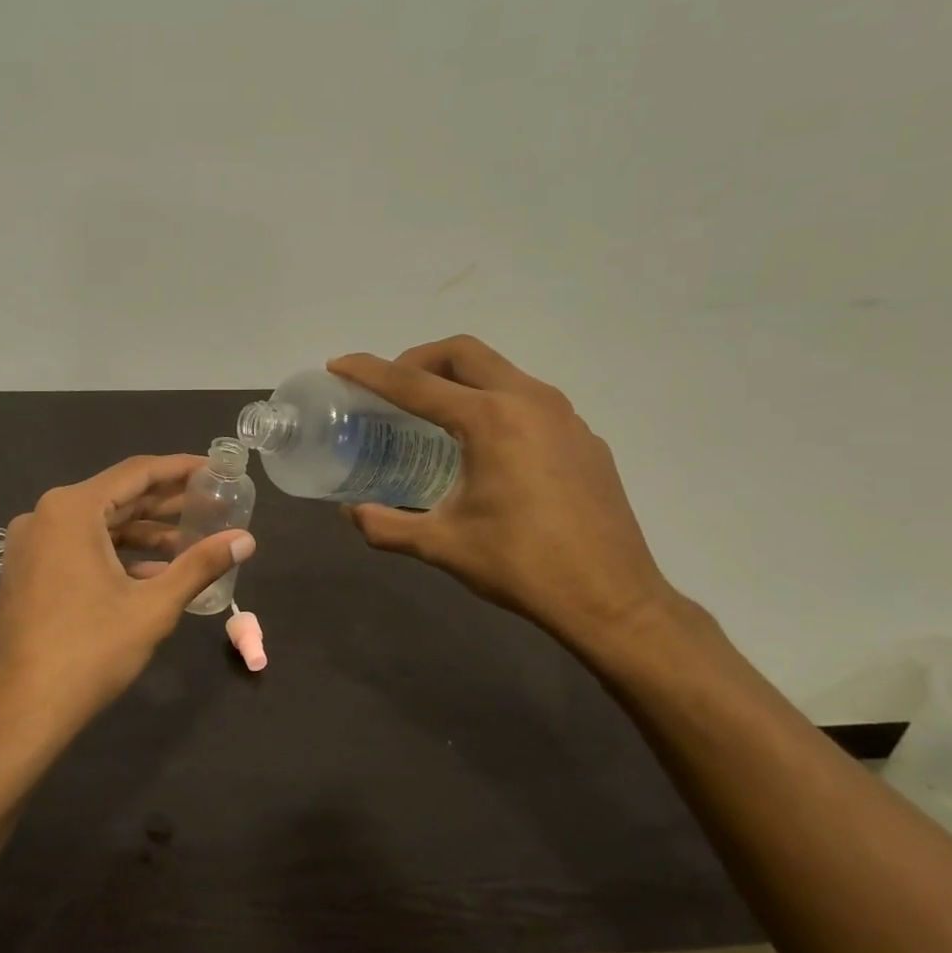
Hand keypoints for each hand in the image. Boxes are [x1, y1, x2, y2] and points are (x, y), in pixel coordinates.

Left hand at [0, 455, 255, 753]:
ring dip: (143, 535)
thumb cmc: (89, 652)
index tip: (215, 469)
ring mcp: (31, 546)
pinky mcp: (28, 573)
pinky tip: (152, 575)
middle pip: (116, 498)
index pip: (136, 474)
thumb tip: (246, 539)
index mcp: (71, 510)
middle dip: (165, 504)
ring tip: (190, 544)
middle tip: (212, 504)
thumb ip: (200, 565)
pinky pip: (79, 549)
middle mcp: (44, 516)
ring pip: (98, 526)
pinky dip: (116, 556)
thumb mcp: (153, 606)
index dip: (180, 469)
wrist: (19, 712)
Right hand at [329, 336, 677, 656]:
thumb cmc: (521, 566)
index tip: (340, 364)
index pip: (415, 383)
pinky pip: (528, 400)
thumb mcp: (442, 546)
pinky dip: (493, 403)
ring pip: (501, 371)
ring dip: (459, 378)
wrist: (611, 598)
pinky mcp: (584, 438)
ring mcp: (565, 416)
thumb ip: (386, 526)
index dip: (371, 372)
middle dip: (419, 359)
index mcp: (490, 420)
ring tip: (433, 414)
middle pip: (464, 354)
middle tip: (391, 388)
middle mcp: (530, 401)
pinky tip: (485, 448)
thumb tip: (352, 513)